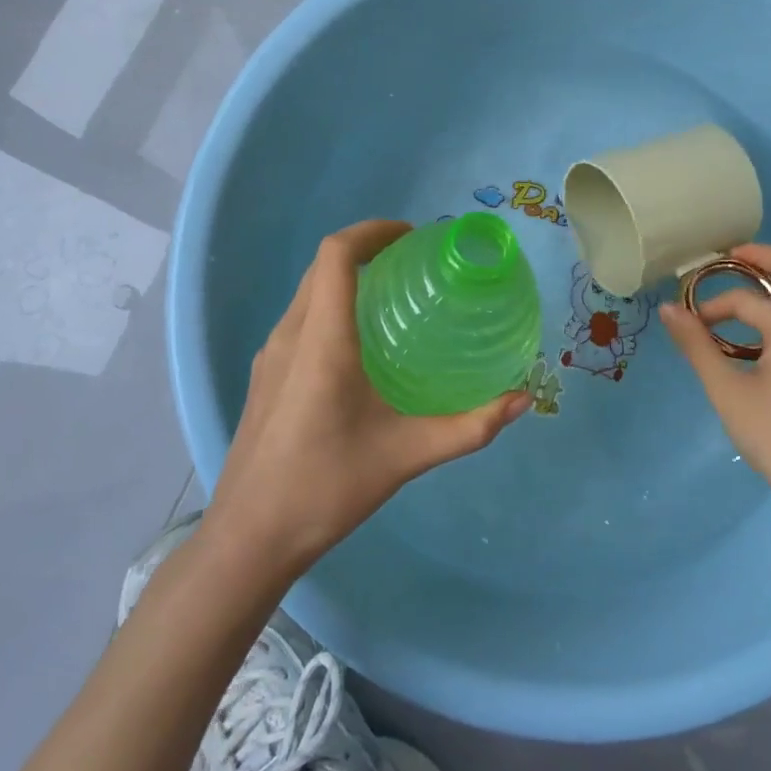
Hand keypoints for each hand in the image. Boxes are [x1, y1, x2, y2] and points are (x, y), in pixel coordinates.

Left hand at [206, 220, 530, 578]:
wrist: (249, 539)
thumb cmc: (326, 488)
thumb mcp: (406, 455)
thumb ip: (469, 427)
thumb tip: (521, 401)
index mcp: (322, 341)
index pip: (336, 254)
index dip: (372, 231)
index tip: (412, 237)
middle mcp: (290, 336)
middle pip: (322, 267)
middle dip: (366, 250)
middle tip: (413, 264)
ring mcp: (271, 357)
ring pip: (308, 293)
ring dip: (346, 278)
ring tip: (393, 299)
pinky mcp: (264, 378)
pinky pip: (300, 320)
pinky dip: (331, 307)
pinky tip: (361, 347)